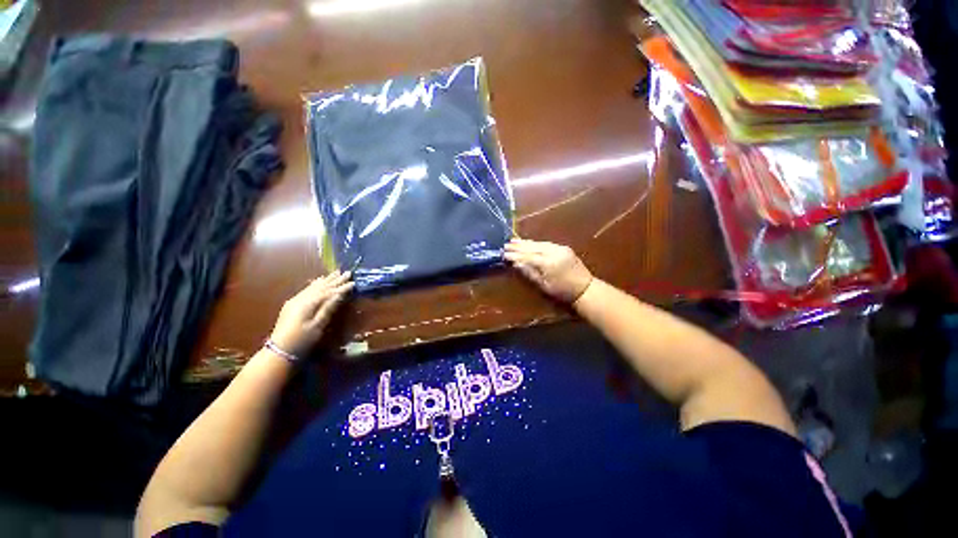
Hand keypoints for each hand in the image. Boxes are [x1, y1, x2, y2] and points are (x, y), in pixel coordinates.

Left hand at [269, 271, 353, 358]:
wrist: (280, 350)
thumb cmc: (302, 339)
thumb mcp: (318, 325)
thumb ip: (328, 308)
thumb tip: (339, 295)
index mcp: (309, 303)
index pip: (329, 292)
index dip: (342, 287)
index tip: (353, 282)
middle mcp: (302, 298)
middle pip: (322, 287)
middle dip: (335, 280)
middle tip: (347, 273)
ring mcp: (295, 300)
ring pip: (314, 286)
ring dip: (326, 280)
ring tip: (335, 273)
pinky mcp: (292, 304)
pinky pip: (307, 289)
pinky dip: (315, 284)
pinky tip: (318, 281)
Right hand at [504, 238, 593, 303]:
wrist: (585, 288)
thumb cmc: (562, 291)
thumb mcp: (544, 286)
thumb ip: (530, 273)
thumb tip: (517, 264)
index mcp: (548, 263)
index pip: (528, 256)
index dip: (515, 255)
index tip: (504, 253)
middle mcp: (554, 252)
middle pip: (533, 247)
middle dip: (519, 246)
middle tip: (506, 245)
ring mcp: (560, 248)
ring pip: (539, 243)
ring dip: (526, 243)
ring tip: (514, 241)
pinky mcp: (564, 248)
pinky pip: (546, 243)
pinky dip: (536, 243)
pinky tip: (529, 243)